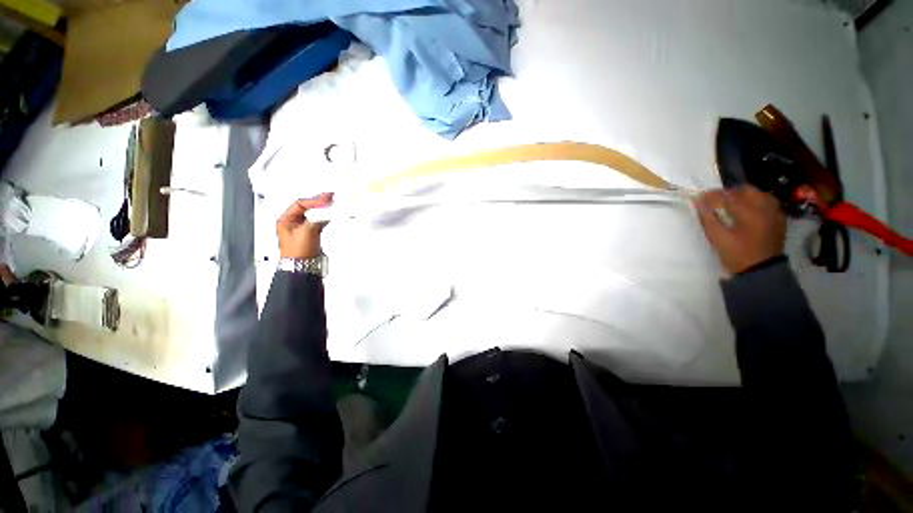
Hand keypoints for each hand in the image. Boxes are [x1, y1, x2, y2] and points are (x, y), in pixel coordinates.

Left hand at [277, 193, 332, 258]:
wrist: (302, 267)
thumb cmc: (297, 253)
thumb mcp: (307, 232)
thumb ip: (317, 219)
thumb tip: (326, 210)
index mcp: (285, 220)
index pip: (300, 204)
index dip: (313, 201)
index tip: (325, 201)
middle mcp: (293, 223)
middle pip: (307, 207)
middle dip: (318, 203)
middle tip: (329, 198)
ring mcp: (303, 228)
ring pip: (314, 214)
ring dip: (322, 209)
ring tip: (331, 205)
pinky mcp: (311, 234)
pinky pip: (319, 221)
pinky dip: (325, 217)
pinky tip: (330, 215)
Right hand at [694, 185, 785, 274]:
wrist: (762, 270)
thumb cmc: (737, 254)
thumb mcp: (717, 238)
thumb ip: (707, 218)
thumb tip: (697, 202)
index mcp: (749, 212)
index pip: (727, 196)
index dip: (712, 195)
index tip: (699, 197)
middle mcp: (764, 207)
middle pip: (746, 190)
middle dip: (729, 193)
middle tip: (716, 201)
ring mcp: (774, 212)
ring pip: (758, 194)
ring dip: (743, 196)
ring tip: (732, 204)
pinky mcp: (778, 218)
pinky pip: (767, 202)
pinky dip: (755, 202)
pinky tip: (747, 210)